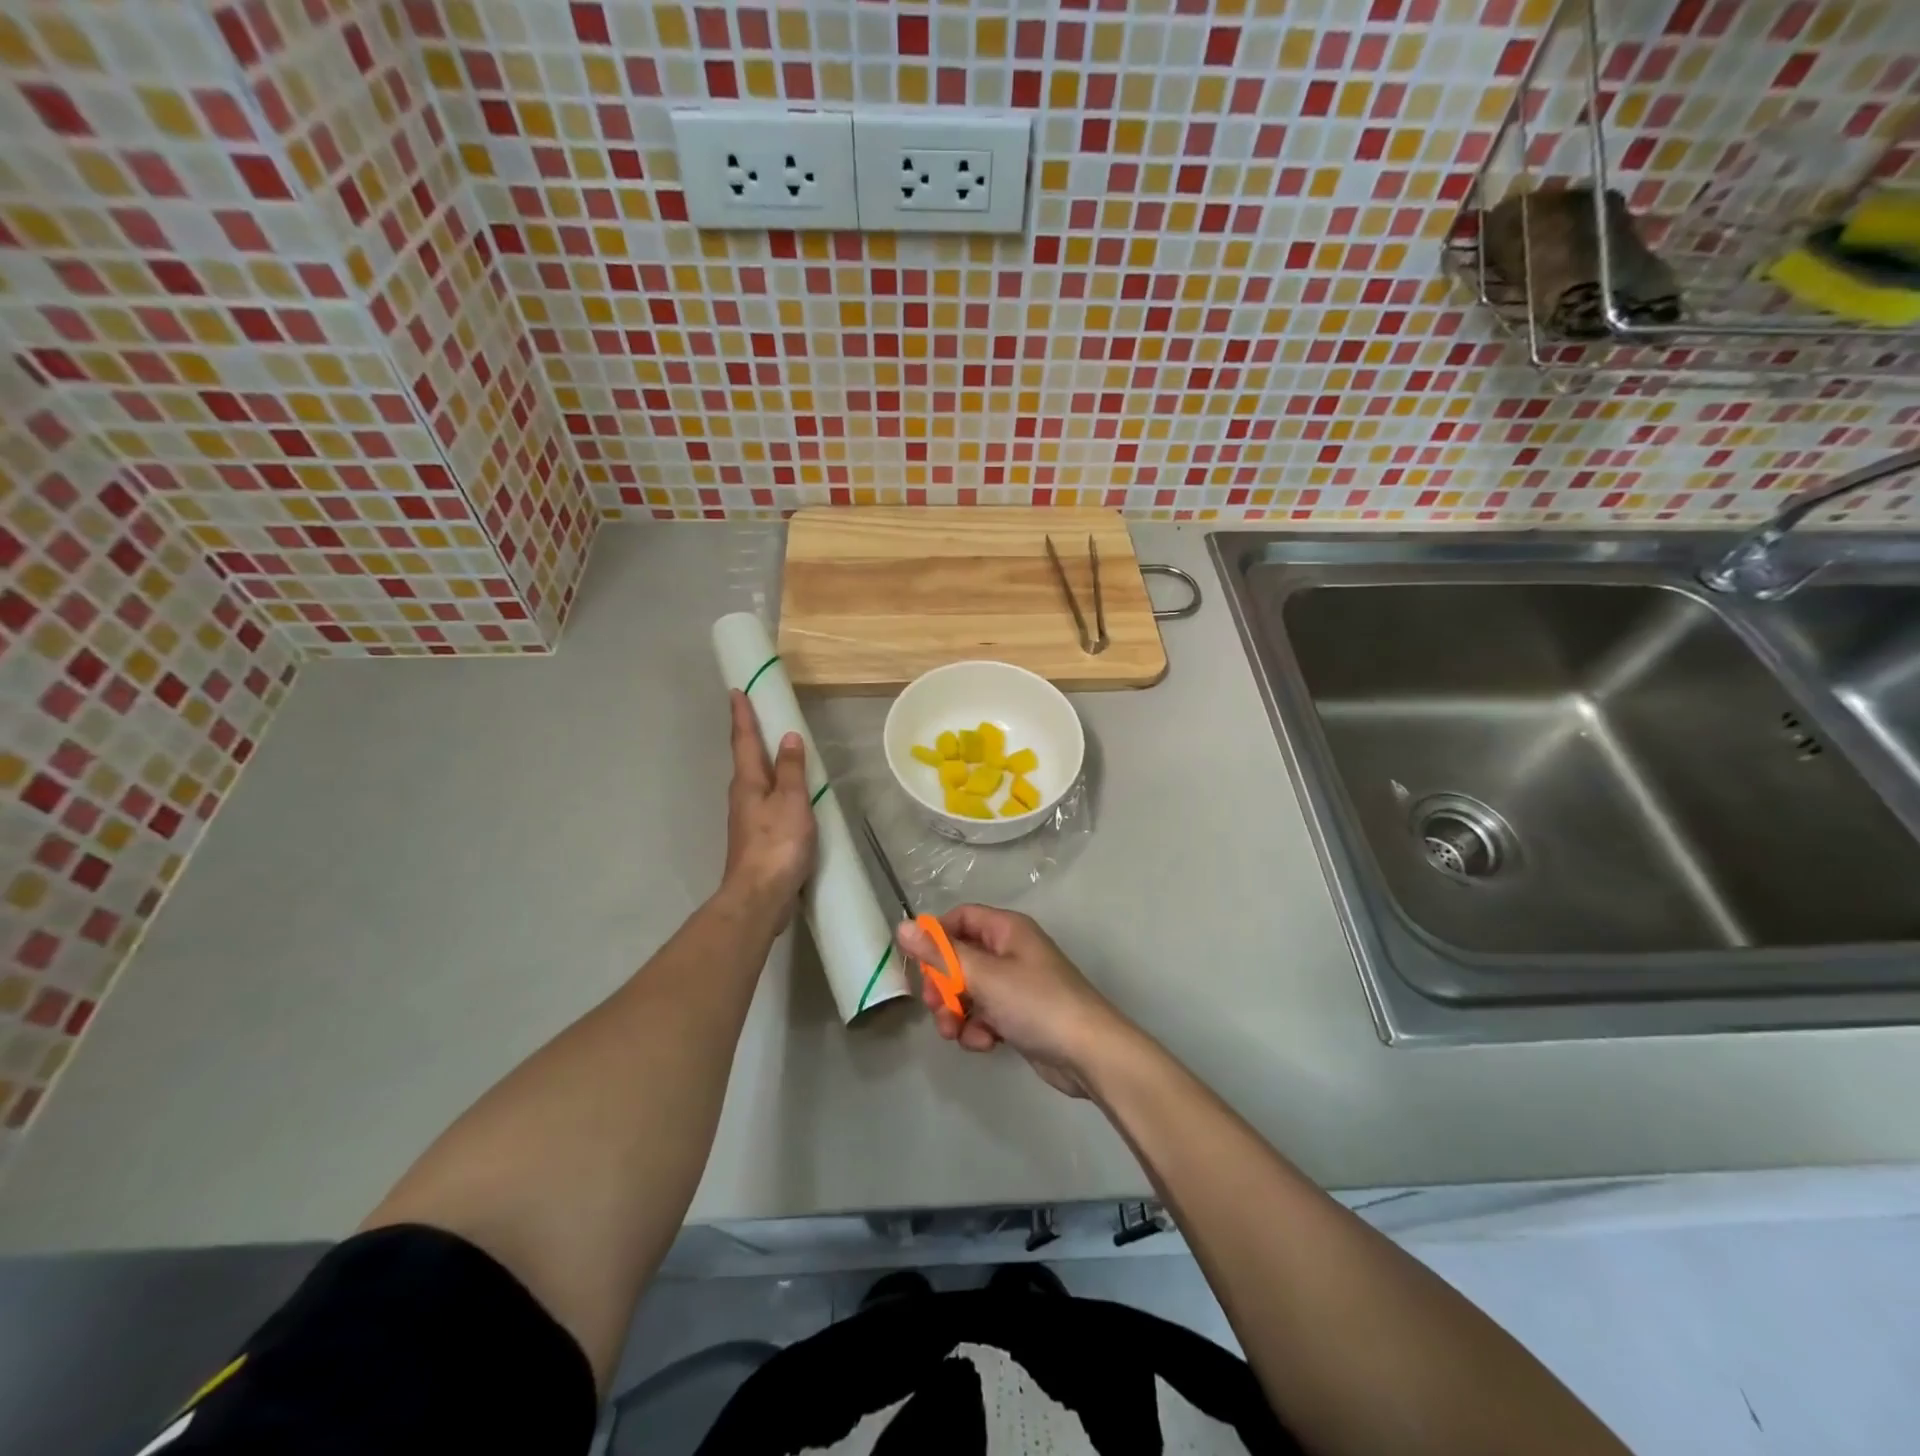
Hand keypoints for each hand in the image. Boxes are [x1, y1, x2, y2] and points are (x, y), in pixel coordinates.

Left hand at [721, 690, 815, 927]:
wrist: (759, 896)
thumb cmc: (777, 844)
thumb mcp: (792, 801)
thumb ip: (792, 770)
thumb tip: (788, 738)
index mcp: (748, 782)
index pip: (745, 740)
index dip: (742, 715)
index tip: (736, 691)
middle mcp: (742, 796)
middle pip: (747, 759)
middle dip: (751, 736)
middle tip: (759, 714)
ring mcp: (747, 819)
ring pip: (755, 782)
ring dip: (764, 763)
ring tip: (778, 750)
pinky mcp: (756, 838)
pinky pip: (766, 802)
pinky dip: (775, 789)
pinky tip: (787, 795)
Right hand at [896, 905, 1124, 1096]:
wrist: (1088, 1053)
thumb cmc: (1036, 1003)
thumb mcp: (983, 976)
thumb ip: (940, 953)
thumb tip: (902, 926)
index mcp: (1006, 930)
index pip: (960, 918)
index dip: (936, 937)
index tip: (917, 963)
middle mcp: (1010, 951)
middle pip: (960, 958)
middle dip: (942, 985)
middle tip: (935, 1007)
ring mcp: (1016, 984)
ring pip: (968, 990)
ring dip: (956, 1012)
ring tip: (956, 1033)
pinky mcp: (1019, 1015)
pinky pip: (985, 1014)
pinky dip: (978, 1029)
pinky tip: (984, 1044)